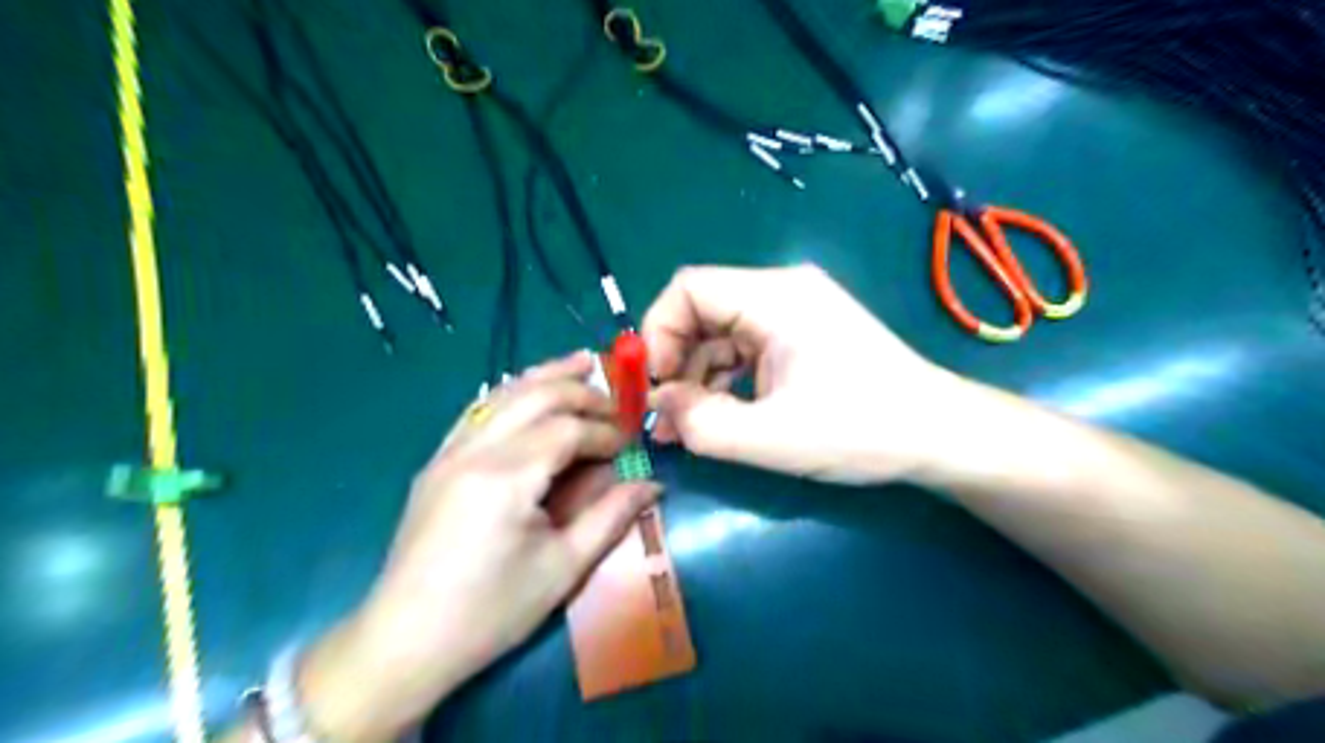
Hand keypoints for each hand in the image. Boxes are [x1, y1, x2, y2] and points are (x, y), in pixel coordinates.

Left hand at [293, 352, 657, 735]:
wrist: (404, 642)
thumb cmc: (490, 612)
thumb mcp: (562, 569)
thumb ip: (610, 517)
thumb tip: (652, 484)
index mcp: (506, 477)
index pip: (568, 429)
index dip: (605, 432)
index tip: (630, 445)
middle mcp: (475, 450)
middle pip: (537, 396)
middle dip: (582, 393)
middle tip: (617, 402)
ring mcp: (449, 452)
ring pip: (504, 394)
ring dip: (546, 376)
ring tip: (582, 361)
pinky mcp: (436, 463)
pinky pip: (478, 411)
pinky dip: (511, 393)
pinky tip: (528, 390)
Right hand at [646, 263, 964, 483]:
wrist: (938, 435)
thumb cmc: (862, 430)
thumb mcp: (772, 438)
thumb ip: (702, 424)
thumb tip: (659, 405)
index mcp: (775, 296)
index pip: (688, 288)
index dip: (657, 333)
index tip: (653, 387)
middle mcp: (781, 291)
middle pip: (701, 310)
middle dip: (675, 362)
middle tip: (664, 416)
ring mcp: (793, 313)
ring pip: (720, 333)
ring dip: (696, 376)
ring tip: (686, 427)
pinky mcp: (800, 336)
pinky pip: (744, 348)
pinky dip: (723, 380)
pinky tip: (719, 416)